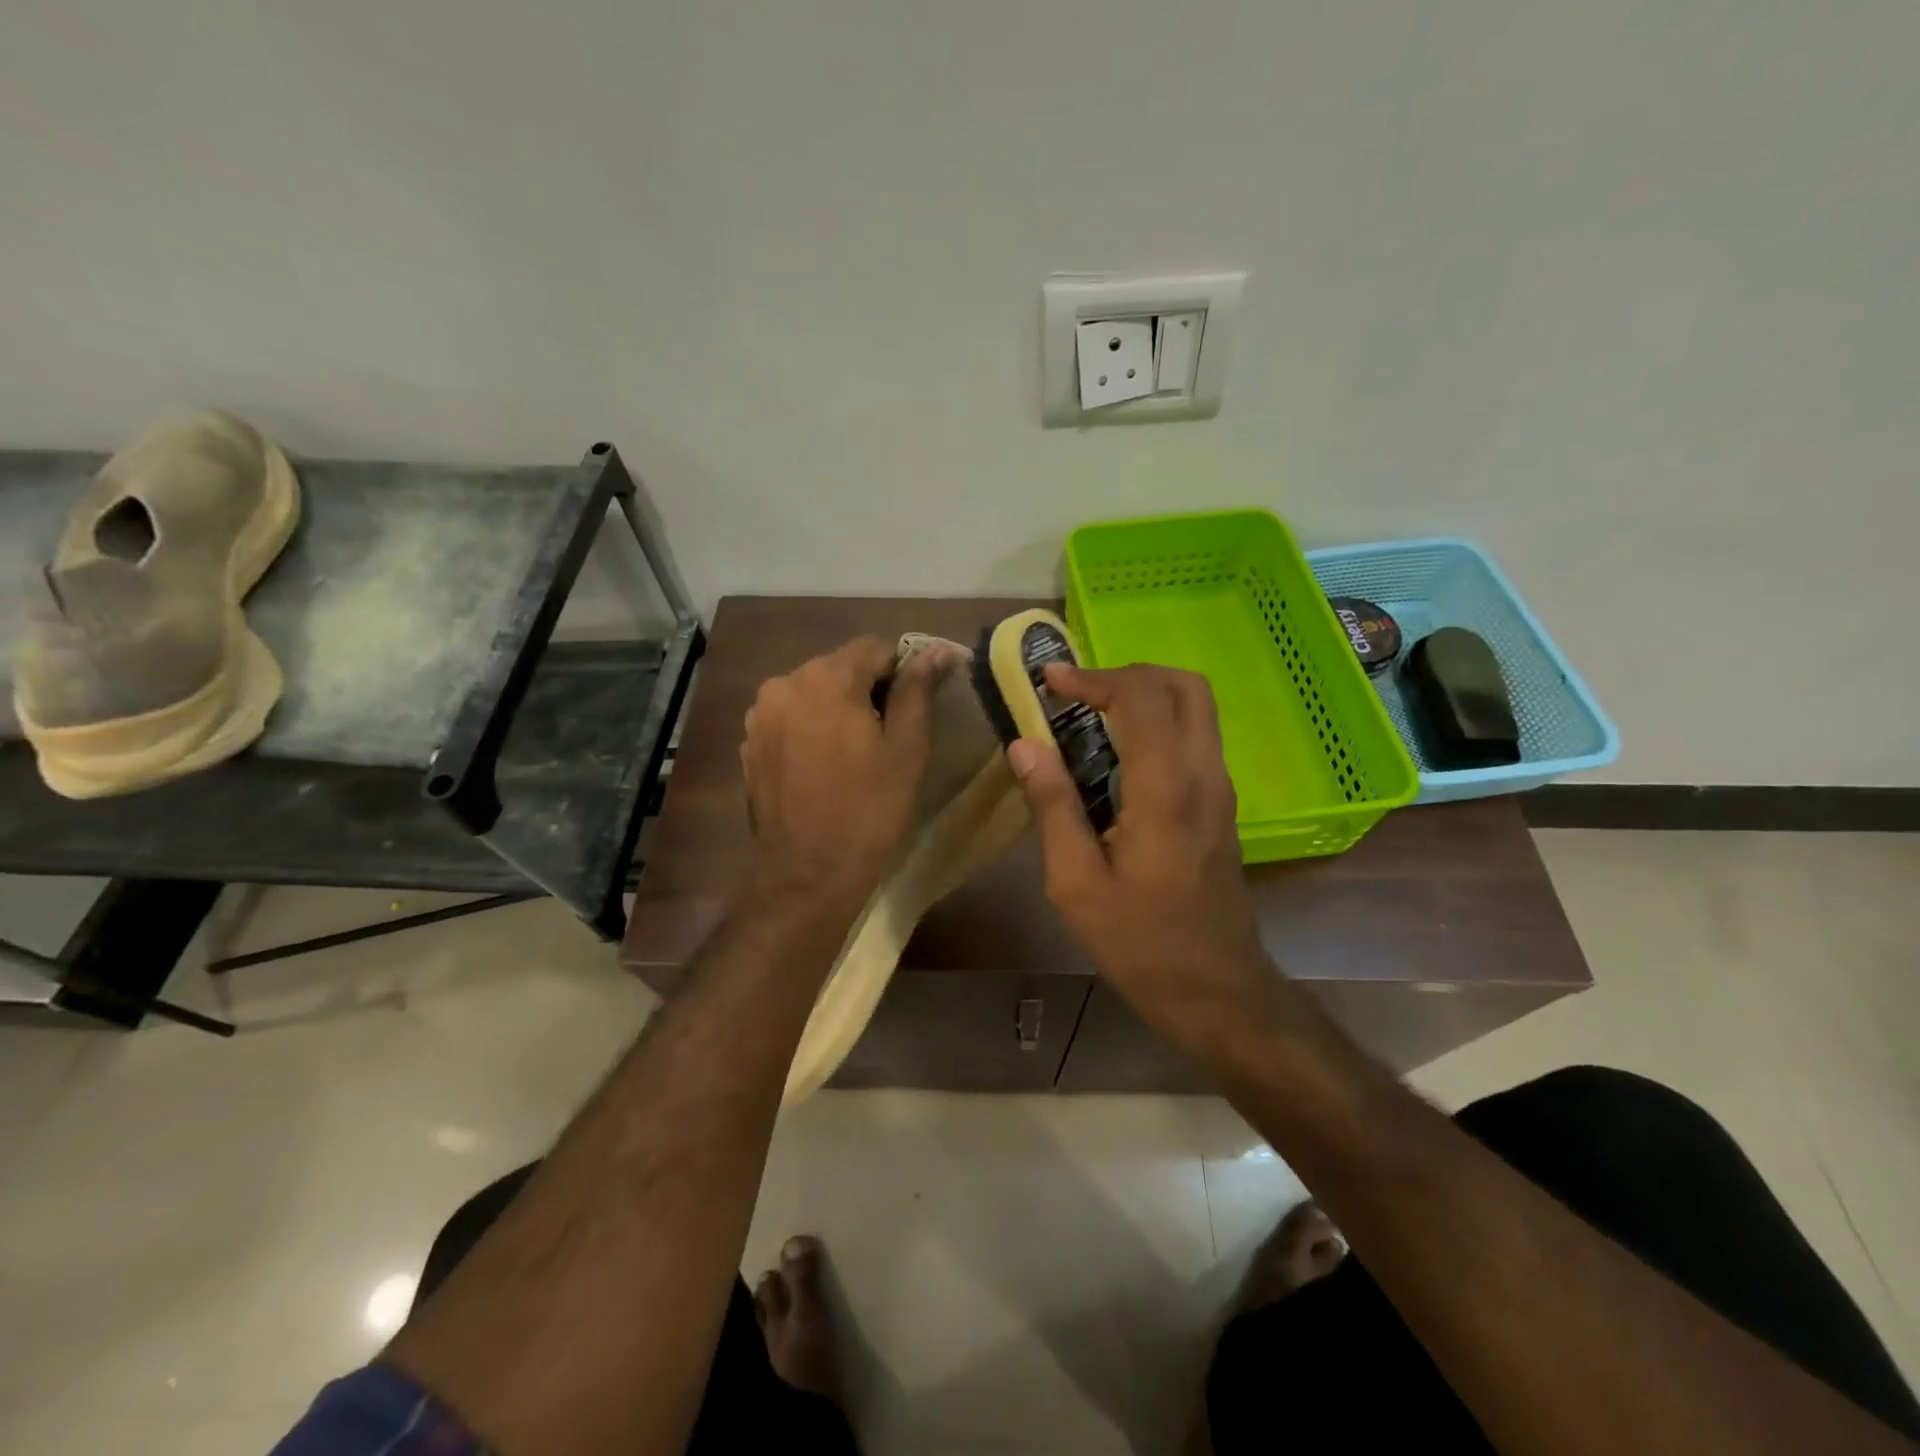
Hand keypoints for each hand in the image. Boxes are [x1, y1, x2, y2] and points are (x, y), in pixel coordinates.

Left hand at [741, 635, 954, 917]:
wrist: (808, 876)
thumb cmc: (869, 810)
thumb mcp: (906, 748)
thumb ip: (918, 691)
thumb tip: (938, 652)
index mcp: (825, 677)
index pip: (874, 649)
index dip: (900, 674)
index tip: (912, 712)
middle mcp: (784, 684)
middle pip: (839, 669)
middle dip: (866, 692)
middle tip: (887, 739)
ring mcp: (760, 716)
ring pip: (813, 695)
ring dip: (837, 712)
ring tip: (854, 757)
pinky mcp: (750, 745)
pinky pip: (790, 721)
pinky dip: (811, 732)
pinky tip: (823, 770)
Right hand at [1007, 662, 1269, 1024]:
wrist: (1216, 990)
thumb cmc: (1140, 942)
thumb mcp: (1076, 883)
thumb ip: (1052, 806)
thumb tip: (1025, 745)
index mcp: (1165, 789)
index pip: (1141, 697)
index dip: (1093, 677)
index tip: (1049, 682)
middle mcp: (1203, 774)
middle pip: (1184, 685)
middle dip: (1127, 674)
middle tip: (1077, 693)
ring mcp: (1219, 788)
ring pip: (1196, 707)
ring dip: (1145, 695)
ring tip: (1090, 717)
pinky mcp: (1221, 805)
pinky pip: (1194, 737)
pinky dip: (1158, 722)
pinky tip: (1116, 755)